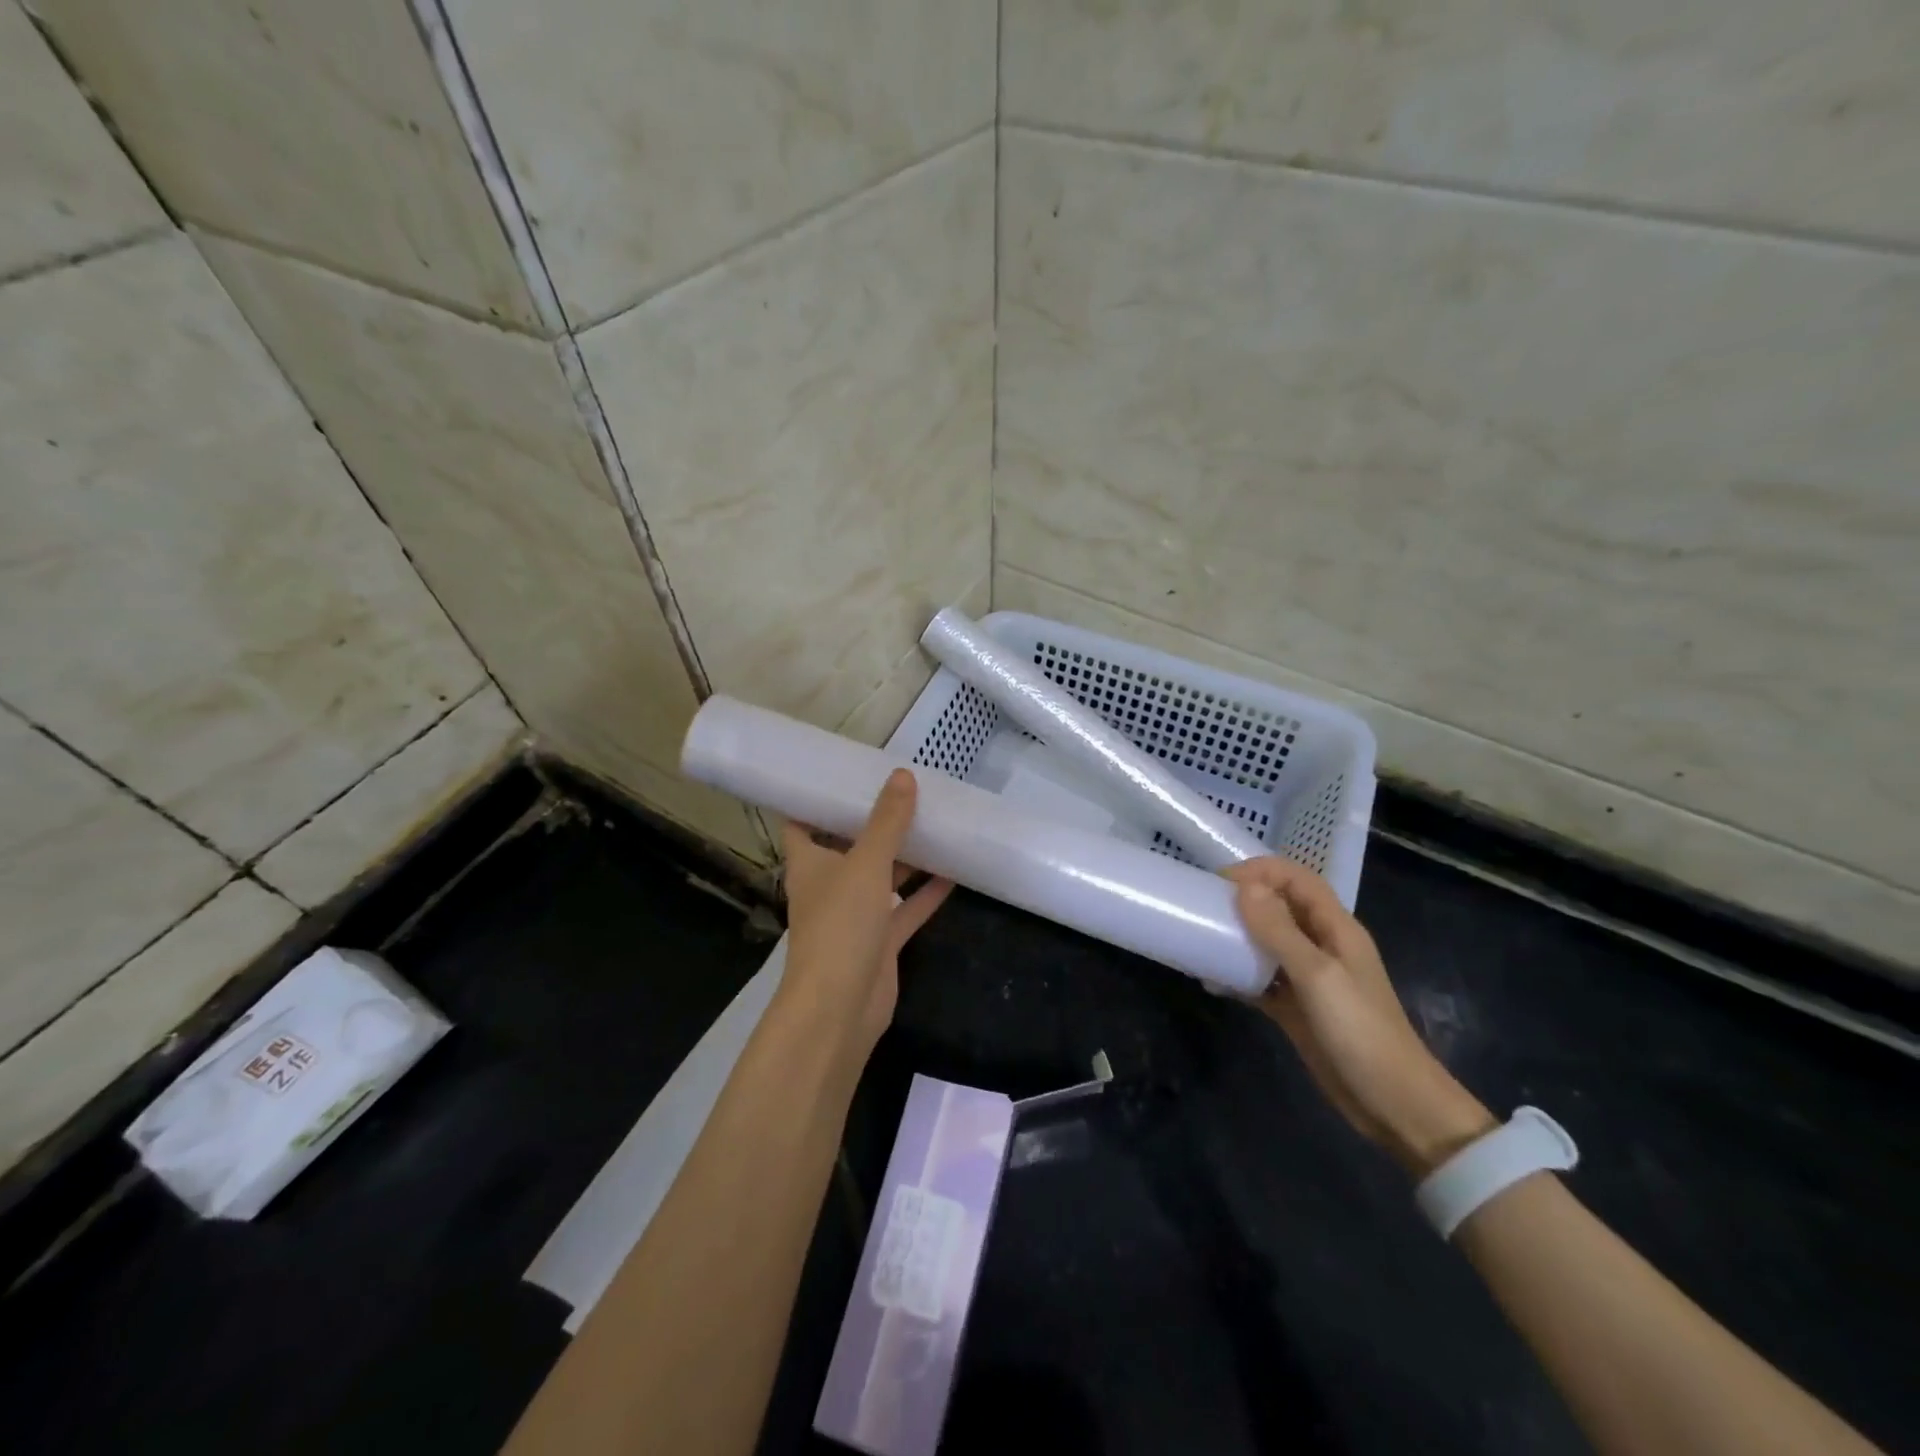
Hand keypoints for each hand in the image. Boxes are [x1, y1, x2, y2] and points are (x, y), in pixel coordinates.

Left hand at [781, 768, 953, 1057]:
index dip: (817, 799)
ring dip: (905, 856)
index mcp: (809, 864)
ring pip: (882, 877)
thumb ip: (887, 822)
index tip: (842, 773)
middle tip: (905, 791)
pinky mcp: (880, 942)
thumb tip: (903, 776)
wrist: (839, 1008)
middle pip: (850, 846)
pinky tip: (954, 871)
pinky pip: (905, 909)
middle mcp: (829, 885)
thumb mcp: (866, 864)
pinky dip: (926, 893)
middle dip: (874, 823)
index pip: (802, 822)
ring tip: (935, 822)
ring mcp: (855, 916)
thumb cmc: (839, 926)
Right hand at [1226, 857, 1494, 1175]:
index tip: (1220, 881)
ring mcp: (1309, 979)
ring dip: (1237, 937)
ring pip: (1267, 943)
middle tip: (1203, 908)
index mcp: (1336, 929)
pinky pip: (1261, 980)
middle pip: (1280, 907)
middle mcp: (1322, 946)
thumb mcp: (1318, 976)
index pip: (1297, 879)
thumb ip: (1280, 930)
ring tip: (1201, 939)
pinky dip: (1237, 976)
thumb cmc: (1360, 1031)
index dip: (1261, 871)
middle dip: (1244, 901)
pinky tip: (1211, 981)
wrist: (1394, 1105)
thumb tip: (1243, 886)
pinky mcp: (1296, 1008)